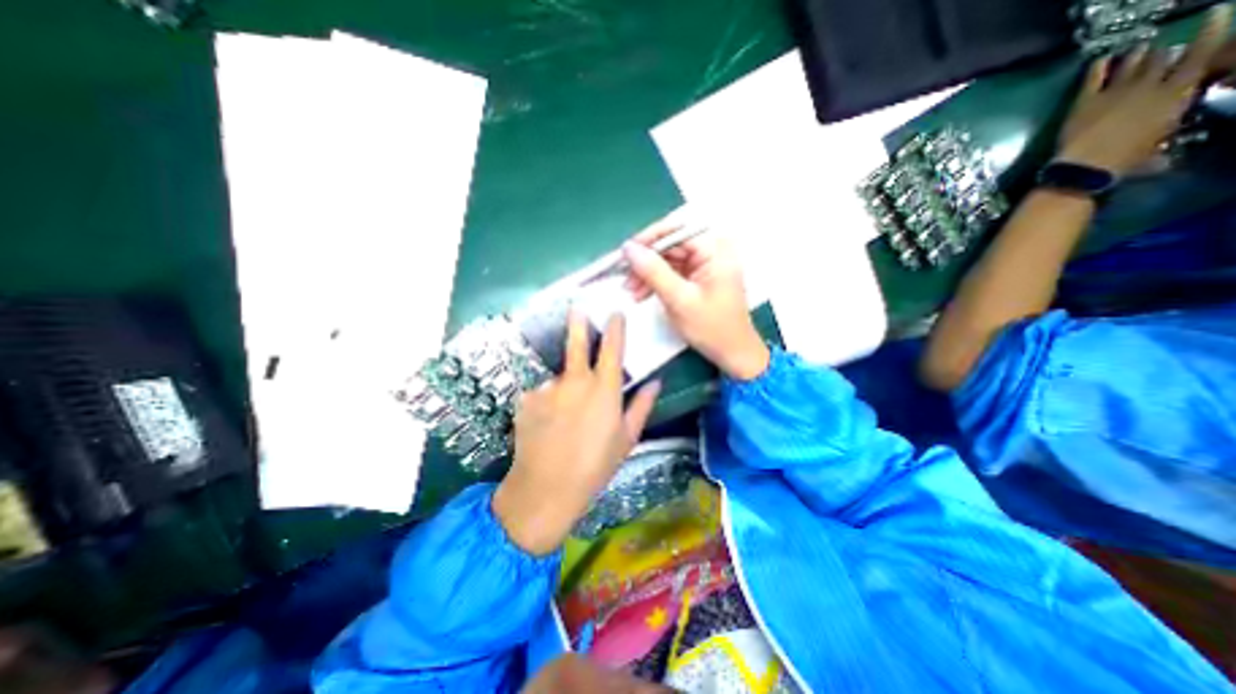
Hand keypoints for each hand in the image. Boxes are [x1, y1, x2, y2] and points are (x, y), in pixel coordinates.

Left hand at [497, 311, 666, 554]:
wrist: (546, 489)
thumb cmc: (595, 466)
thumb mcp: (626, 439)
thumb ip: (642, 406)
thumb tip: (656, 382)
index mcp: (604, 389)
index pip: (612, 349)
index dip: (615, 328)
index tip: (615, 313)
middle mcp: (575, 381)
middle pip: (577, 343)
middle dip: (578, 323)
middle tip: (577, 308)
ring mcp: (548, 388)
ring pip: (559, 379)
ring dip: (563, 388)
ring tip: (563, 419)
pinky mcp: (526, 399)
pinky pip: (541, 395)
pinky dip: (545, 405)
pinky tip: (546, 426)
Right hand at [623, 222, 768, 381]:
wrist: (733, 353)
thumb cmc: (712, 328)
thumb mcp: (679, 300)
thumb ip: (654, 272)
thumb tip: (628, 248)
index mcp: (715, 250)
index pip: (677, 231)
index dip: (649, 239)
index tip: (625, 253)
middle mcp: (712, 251)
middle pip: (671, 245)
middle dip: (646, 262)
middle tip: (624, 277)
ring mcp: (705, 265)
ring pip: (668, 260)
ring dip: (648, 274)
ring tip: (630, 291)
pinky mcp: (699, 278)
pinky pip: (673, 272)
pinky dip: (657, 282)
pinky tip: (641, 294)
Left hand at [1057, 7, 1229, 174]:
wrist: (1084, 166)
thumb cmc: (1125, 161)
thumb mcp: (1158, 148)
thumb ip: (1162, 140)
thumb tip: (1165, 157)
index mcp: (1177, 93)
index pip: (1203, 53)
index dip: (1212, 29)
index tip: (1217, 12)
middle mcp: (1150, 85)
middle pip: (1163, 56)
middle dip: (1165, 52)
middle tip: (1163, 51)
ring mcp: (1115, 91)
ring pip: (1133, 61)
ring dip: (1138, 54)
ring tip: (1140, 49)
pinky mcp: (1085, 101)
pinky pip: (1093, 77)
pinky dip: (1099, 66)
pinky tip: (1102, 59)